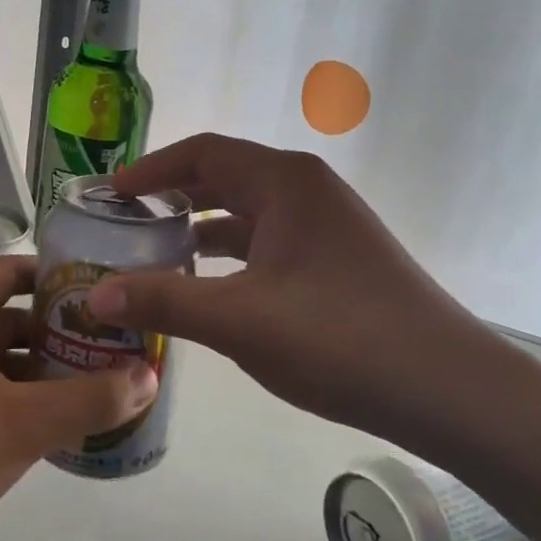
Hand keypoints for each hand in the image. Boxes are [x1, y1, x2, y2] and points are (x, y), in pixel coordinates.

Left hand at [0, 256, 156, 540]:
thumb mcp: (23, 424)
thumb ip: (90, 399)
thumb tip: (149, 377)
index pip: (9, 271)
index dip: (52, 276)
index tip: (95, 292)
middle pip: (2, 318)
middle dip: (51, 333)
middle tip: (101, 349)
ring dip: (30, 371)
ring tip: (80, 391)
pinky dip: (4, 399)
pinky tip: (35, 429)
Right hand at [88, 135, 499, 448]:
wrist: (447, 388)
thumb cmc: (340, 338)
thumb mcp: (240, 320)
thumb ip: (164, 302)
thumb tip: (93, 296)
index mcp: (285, 181)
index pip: (203, 153)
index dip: (151, 169)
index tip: (108, 193)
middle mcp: (307, 190)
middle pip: (224, 178)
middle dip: (172, 197)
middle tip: (122, 222)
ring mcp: (326, 225)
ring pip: (247, 213)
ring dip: (201, 229)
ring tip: (153, 253)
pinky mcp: (337, 260)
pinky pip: (268, 243)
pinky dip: (232, 256)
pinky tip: (208, 287)